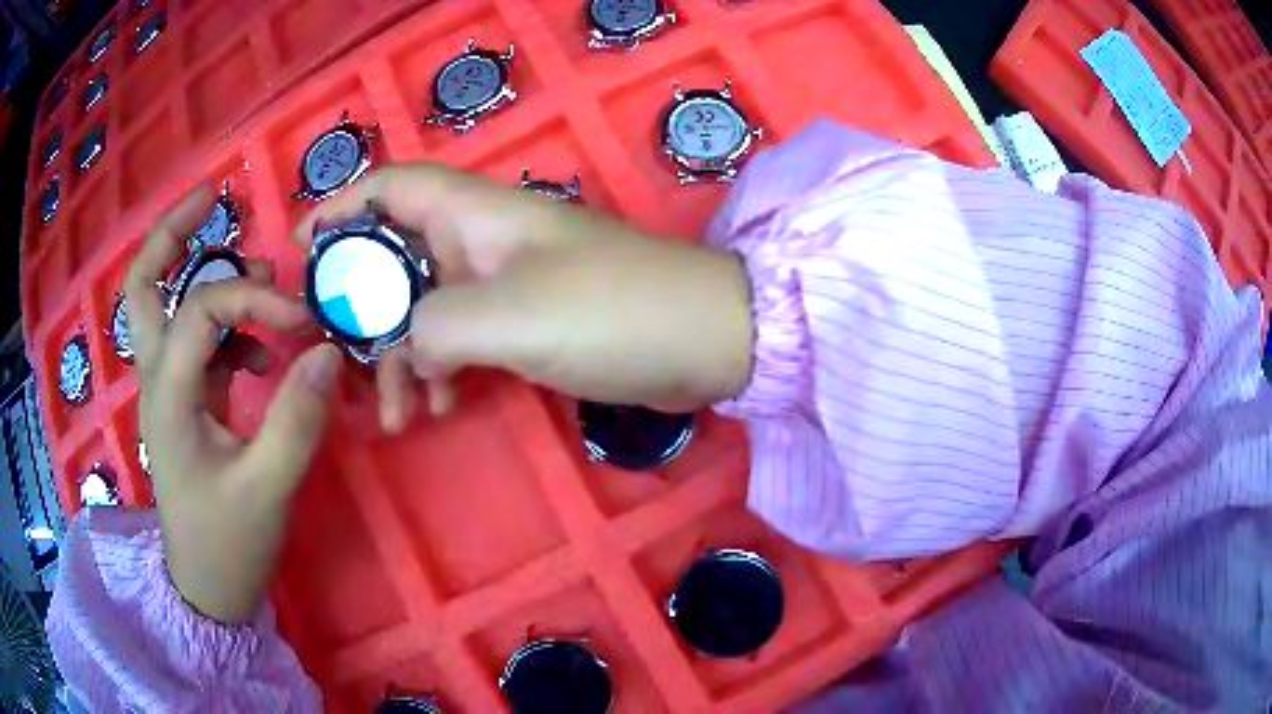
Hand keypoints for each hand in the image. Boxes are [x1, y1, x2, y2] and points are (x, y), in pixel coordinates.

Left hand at [127, 187, 341, 623]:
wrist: (208, 587)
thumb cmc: (228, 543)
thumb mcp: (267, 488)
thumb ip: (296, 419)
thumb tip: (326, 349)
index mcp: (168, 394)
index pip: (202, 308)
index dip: (254, 300)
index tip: (302, 325)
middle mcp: (157, 378)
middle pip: (142, 285)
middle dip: (172, 233)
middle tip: (213, 198)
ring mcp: (167, 388)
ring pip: (163, 305)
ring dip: (202, 274)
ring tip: (257, 278)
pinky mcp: (184, 401)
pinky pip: (194, 340)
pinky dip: (224, 325)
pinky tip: (259, 349)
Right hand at [296, 163, 754, 422]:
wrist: (703, 341)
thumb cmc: (610, 311)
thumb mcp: (508, 316)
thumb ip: (434, 325)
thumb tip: (405, 346)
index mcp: (476, 215)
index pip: (391, 189)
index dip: (340, 209)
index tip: (300, 252)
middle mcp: (483, 240)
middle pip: (397, 259)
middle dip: (365, 311)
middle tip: (343, 364)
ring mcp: (506, 283)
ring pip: (427, 309)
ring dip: (404, 356)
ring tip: (398, 415)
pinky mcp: (528, 322)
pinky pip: (463, 338)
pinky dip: (443, 369)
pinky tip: (438, 407)